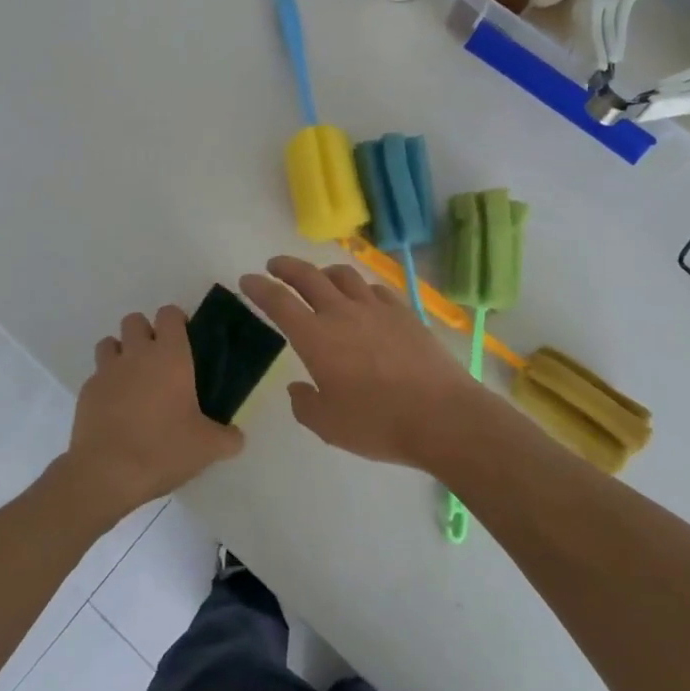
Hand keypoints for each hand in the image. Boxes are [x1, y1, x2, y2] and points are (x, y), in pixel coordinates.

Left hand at [58, 305, 243, 520]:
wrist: (107, 473)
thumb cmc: (163, 449)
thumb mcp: (208, 447)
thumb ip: (228, 438)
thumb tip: (237, 437)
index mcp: (170, 356)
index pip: (169, 314)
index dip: (176, 321)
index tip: (184, 340)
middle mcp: (136, 354)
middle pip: (134, 320)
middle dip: (145, 333)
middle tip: (158, 361)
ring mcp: (107, 371)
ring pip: (109, 343)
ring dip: (120, 353)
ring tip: (132, 380)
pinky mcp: (86, 392)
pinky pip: (96, 376)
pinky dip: (105, 384)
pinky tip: (115, 409)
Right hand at [239, 256, 491, 469]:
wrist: (441, 416)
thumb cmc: (377, 423)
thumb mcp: (328, 425)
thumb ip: (305, 404)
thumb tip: (298, 388)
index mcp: (316, 337)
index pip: (279, 301)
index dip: (259, 288)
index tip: (247, 280)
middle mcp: (342, 313)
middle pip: (308, 276)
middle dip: (286, 267)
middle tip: (274, 265)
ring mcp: (376, 309)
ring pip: (343, 275)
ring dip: (323, 272)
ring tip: (318, 278)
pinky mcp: (404, 313)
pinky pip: (374, 289)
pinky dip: (359, 288)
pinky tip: (361, 298)